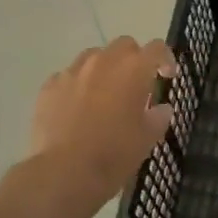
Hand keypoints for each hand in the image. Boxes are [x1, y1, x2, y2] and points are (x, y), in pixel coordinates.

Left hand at [26, 37, 175, 217]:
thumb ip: (158, 117)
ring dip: (103, 68)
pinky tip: (75, 108)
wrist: (63, 173)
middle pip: (124, 45)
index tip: (167, 75)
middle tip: (135, 84)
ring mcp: (73, 71)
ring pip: (93, 56)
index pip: (157, 48)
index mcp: (134, 69)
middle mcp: (104, 61)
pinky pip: (67, 77)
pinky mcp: (49, 86)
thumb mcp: (147, 140)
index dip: (166, 59)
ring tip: (103, 94)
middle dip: (133, 59)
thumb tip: (161, 108)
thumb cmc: (113, 155)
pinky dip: (76, 86)